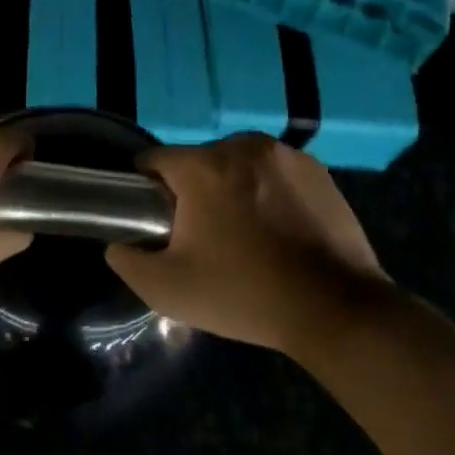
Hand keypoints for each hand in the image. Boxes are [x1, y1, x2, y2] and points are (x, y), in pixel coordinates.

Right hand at [105, 133, 392, 354]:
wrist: (335, 308)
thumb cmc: (245, 295)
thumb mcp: (169, 290)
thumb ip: (128, 262)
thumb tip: (119, 244)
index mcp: (202, 167)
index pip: (154, 160)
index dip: (147, 190)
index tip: (157, 222)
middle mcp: (241, 145)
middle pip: (198, 161)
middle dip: (193, 190)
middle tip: (205, 236)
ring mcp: (284, 154)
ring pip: (237, 163)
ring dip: (232, 187)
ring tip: (246, 232)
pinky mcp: (317, 168)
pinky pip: (273, 170)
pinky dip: (267, 190)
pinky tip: (279, 228)